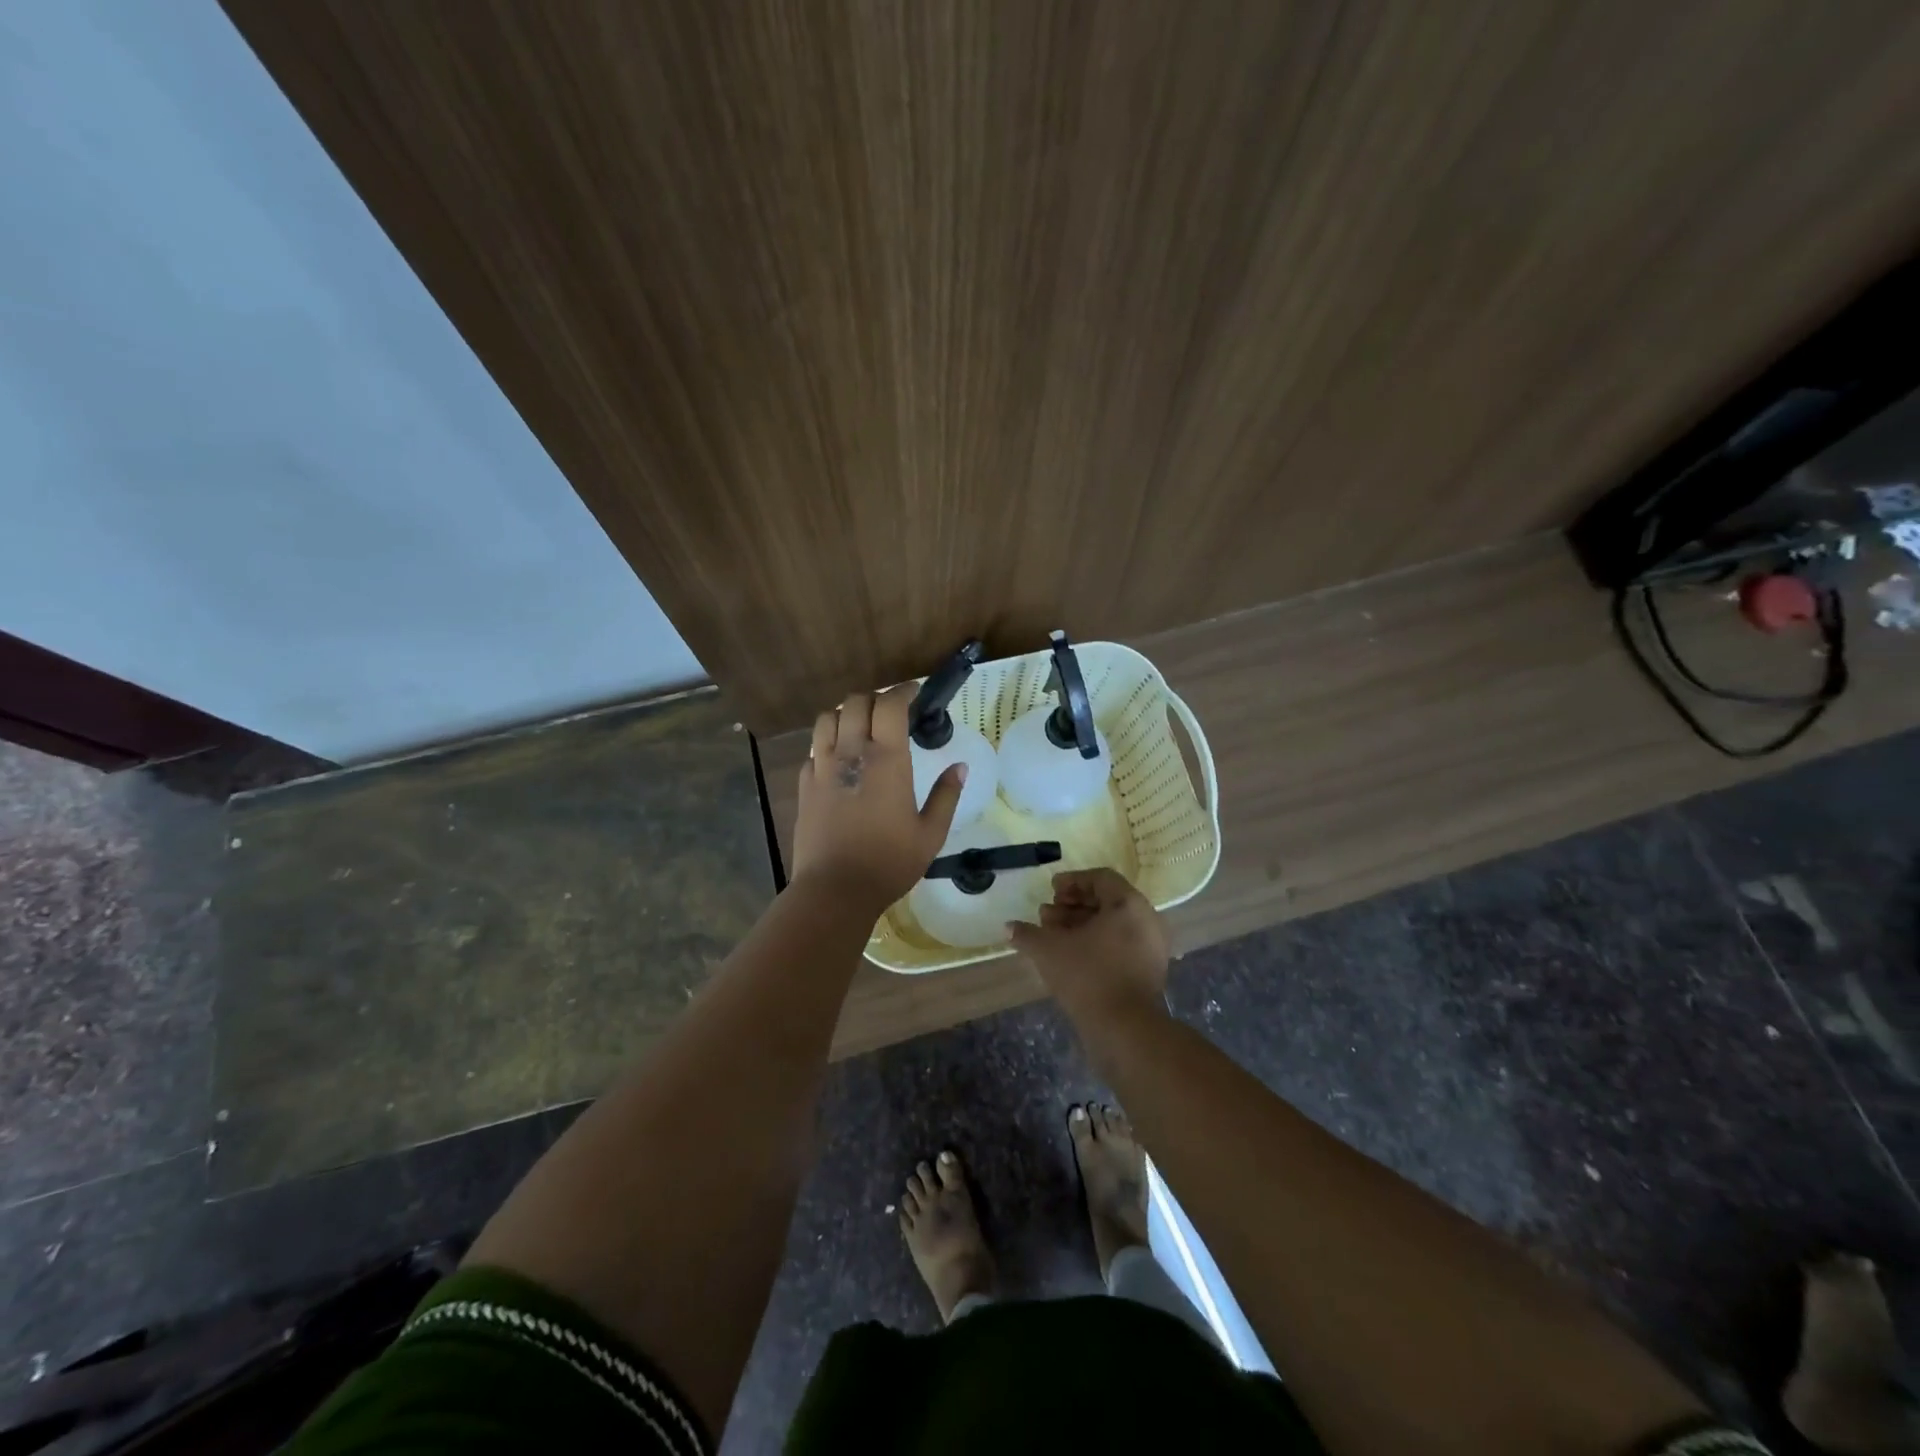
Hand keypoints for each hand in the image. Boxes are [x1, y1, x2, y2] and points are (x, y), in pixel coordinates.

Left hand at [791, 684, 964, 917]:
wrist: (835, 889)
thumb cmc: (889, 862)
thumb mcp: (930, 833)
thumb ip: (946, 795)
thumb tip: (960, 766)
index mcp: (887, 760)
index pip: (890, 705)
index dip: (903, 691)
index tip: (914, 691)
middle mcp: (851, 753)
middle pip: (855, 702)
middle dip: (874, 698)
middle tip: (889, 711)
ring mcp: (822, 768)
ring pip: (827, 719)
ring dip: (846, 714)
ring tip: (860, 727)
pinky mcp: (804, 786)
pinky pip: (813, 750)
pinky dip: (827, 744)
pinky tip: (838, 760)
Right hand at [1009, 869, 1169, 1028]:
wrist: (1125, 1029)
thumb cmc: (1088, 976)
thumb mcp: (1049, 950)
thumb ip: (1027, 934)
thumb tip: (1008, 926)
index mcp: (1129, 904)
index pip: (1101, 878)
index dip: (1072, 881)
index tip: (1051, 891)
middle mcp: (1146, 919)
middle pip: (1107, 901)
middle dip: (1073, 905)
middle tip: (1047, 915)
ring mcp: (1151, 947)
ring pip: (1113, 925)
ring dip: (1081, 926)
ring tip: (1053, 936)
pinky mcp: (1149, 971)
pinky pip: (1121, 945)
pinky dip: (1096, 944)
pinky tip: (1070, 957)